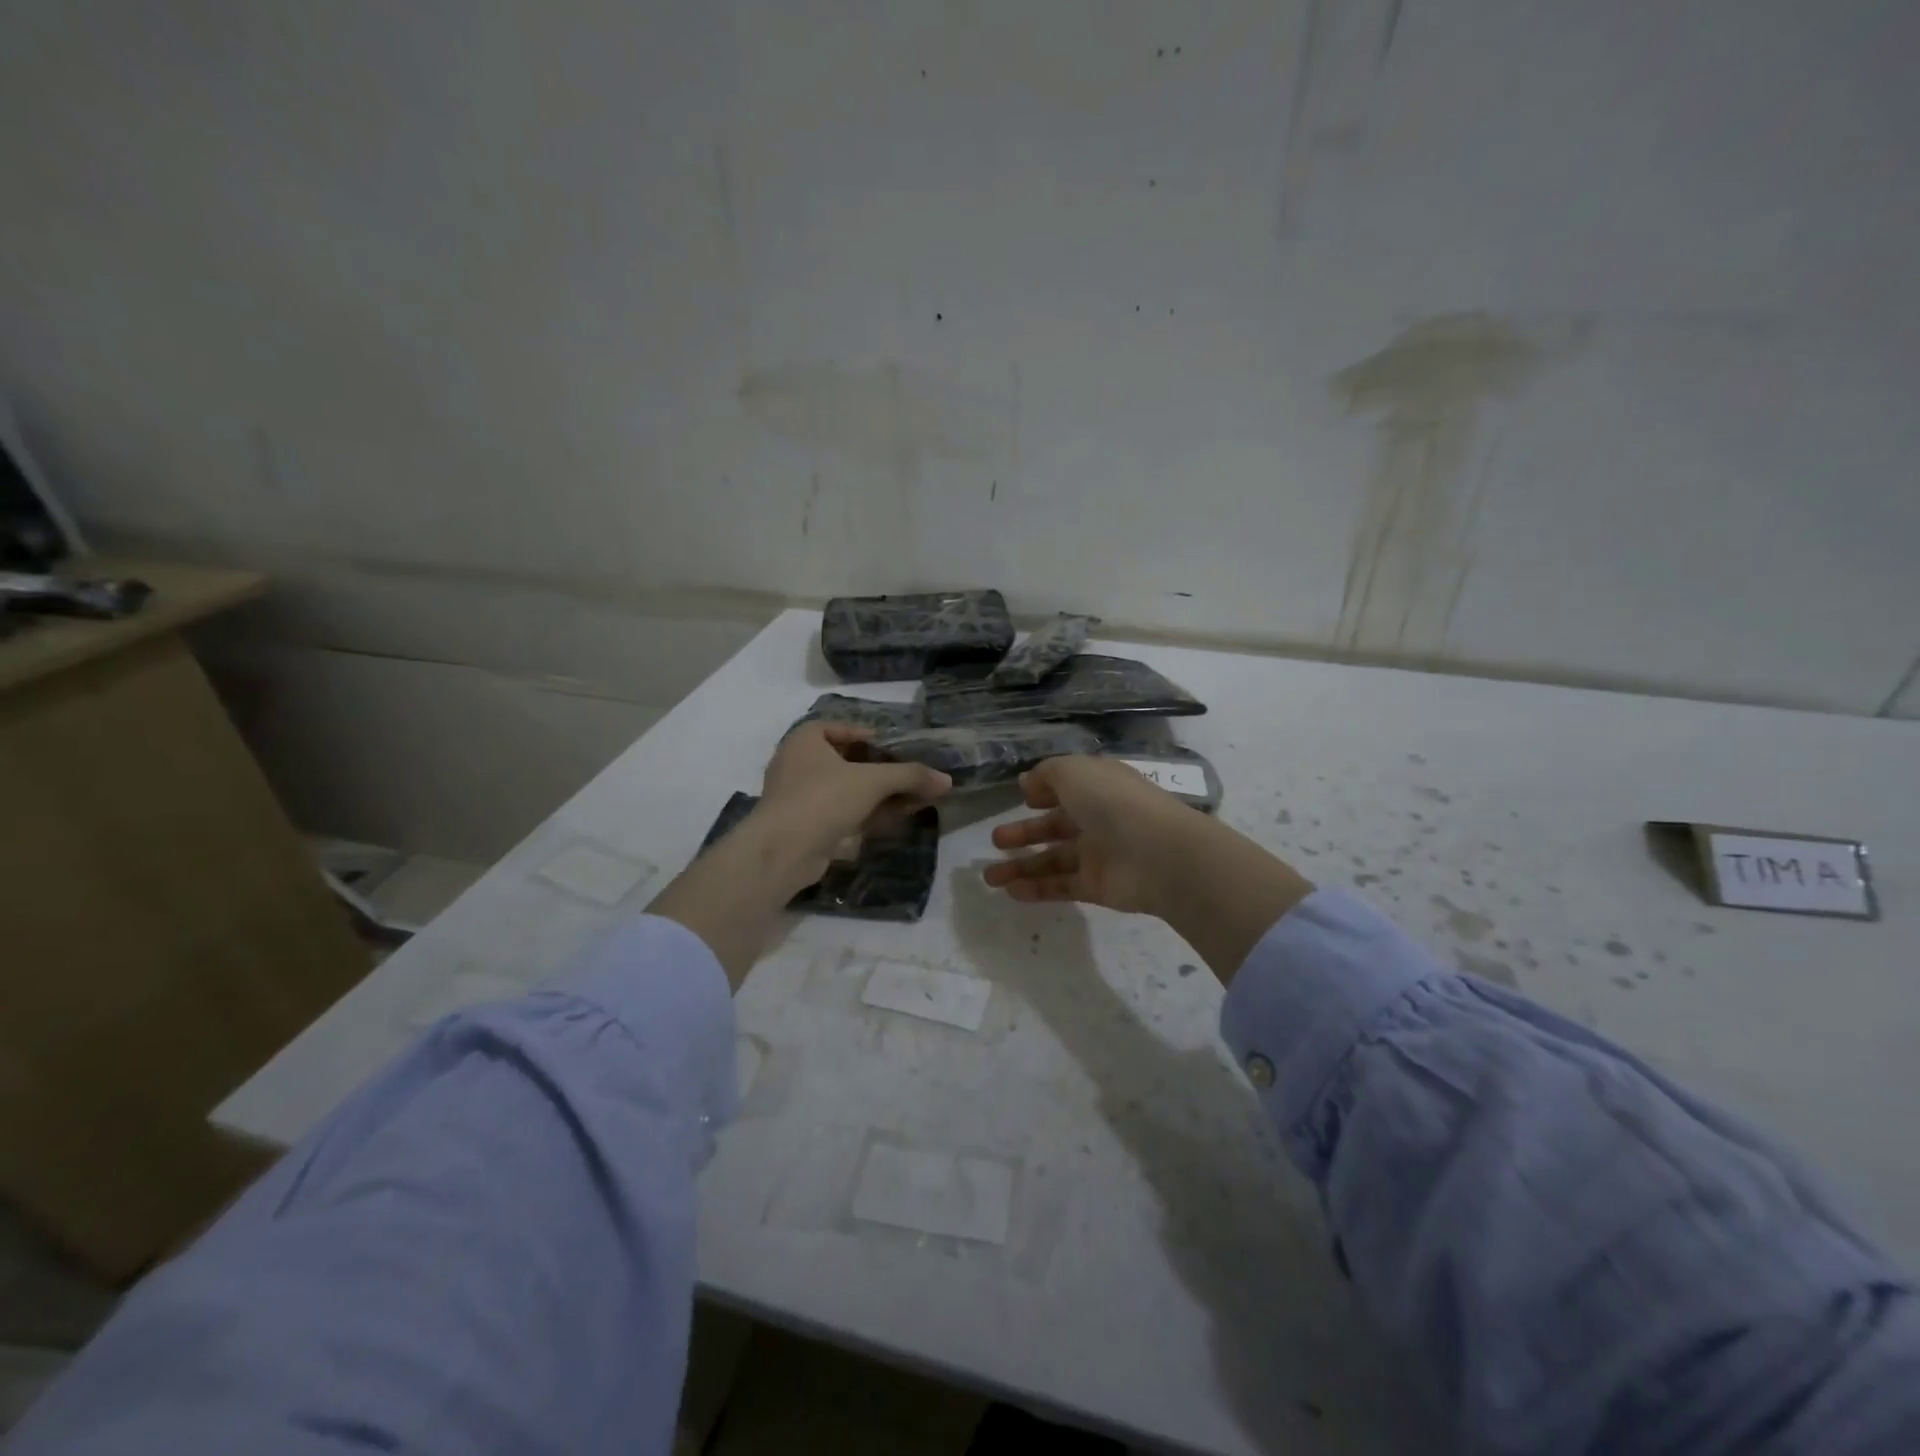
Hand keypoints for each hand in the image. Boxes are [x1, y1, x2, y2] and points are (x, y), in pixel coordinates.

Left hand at [757, 722, 950, 883]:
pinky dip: (869, 813)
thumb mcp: (872, 781)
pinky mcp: (807, 826)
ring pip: (848, 790)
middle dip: (883, 770)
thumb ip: (910, 776)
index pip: (840, 728)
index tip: (895, 746)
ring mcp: (801, 797)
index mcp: (805, 740)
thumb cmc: (823, 798)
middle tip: (911, 775)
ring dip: (880, 794)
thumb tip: (947, 780)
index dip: (869, 735)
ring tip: (915, 798)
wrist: (784, 851)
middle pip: (848, 761)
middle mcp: (798, 764)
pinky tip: (897, 817)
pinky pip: (843, 812)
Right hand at [983, 755, 1315, 982]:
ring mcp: (1099, 854)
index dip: (1045, 791)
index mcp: (1098, 786)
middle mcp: (1099, 818)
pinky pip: (1062, 886)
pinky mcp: (1097, 886)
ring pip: (1053, 860)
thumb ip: (1047, 774)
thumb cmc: (1113, 802)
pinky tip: (1011, 892)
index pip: (1069, 787)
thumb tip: (1028, 784)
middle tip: (994, 840)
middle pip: (1055, 826)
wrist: (1158, 854)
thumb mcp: (1074, 771)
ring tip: (988, 876)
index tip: (1022, 798)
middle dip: (1024, 832)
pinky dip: (1037, 889)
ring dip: (1021, 866)